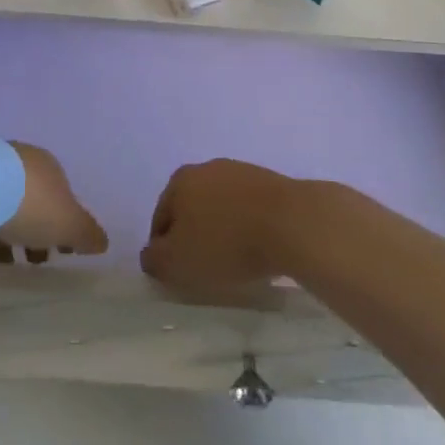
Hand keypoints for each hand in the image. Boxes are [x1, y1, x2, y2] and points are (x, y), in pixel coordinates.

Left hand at [0, 142, 108, 262]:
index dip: (65, 224)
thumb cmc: (31, 204)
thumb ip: (88, 234)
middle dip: (38, 227)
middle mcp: (24, 161)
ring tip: (8, 262)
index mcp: (51, 167)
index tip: (62, 251)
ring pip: (8, 202)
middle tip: (36, 260)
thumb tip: (103, 242)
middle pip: (36, 199)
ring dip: (12, 229)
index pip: (64, 196)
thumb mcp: (68, 224)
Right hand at [139, 160, 299, 298]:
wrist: (293, 223)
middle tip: (207, 271)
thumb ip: (156, 260)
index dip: (165, 251)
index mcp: (179, 181)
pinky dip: (251, 229)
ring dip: (225, 233)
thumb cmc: (226, 243)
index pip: (161, 220)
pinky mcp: (272, 182)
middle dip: (196, 238)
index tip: (180, 275)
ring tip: (238, 264)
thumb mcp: (178, 263)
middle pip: (192, 210)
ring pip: (223, 209)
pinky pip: (251, 211)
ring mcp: (242, 172)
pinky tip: (261, 250)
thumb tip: (151, 254)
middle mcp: (207, 168)